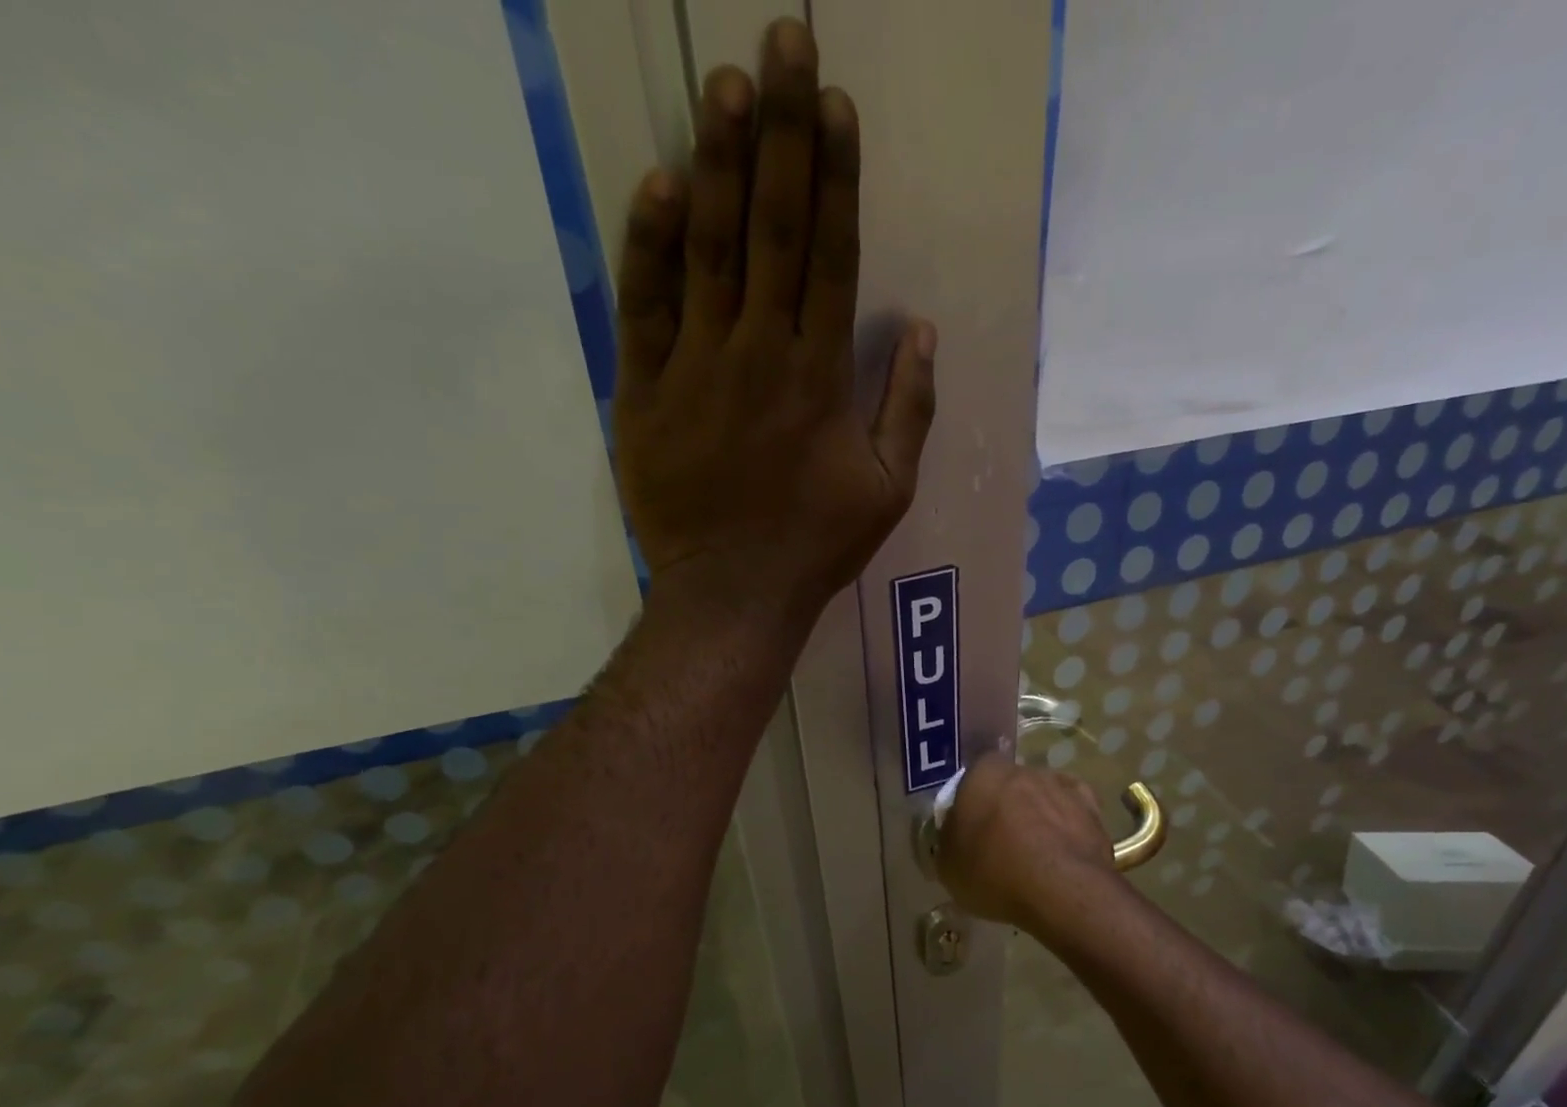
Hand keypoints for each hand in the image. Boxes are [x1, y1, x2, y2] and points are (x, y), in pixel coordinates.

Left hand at [612, 18, 936, 623]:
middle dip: (780, 131)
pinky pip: (645, 307)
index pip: (831, 253)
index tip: (832, 101)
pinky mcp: (645, 391)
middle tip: (781, 39)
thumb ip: (910, 409)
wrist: (734, 591)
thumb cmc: (817, 544)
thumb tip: (922, 330)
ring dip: (716, 161)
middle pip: (771, 227)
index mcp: (821, 376)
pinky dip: (649, 245)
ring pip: (708, 249)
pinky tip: (659, 184)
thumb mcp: (890, 490)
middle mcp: (762, 353)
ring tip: (725, 82)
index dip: (834, 174)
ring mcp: (697, 368)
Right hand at [935, 753, 1121, 928]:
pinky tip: (1062, 852)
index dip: (971, 801)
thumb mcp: (948, 866)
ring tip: (1035, 855)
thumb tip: (954, 836)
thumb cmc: (993, 871)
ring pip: (1043, 797)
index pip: (972, 776)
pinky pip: (1074, 813)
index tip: (970, 828)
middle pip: (1010, 785)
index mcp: (983, 774)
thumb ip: (948, 841)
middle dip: (1006, 807)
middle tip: (1000, 843)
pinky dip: (1067, 827)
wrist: (1061, 888)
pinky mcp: (1093, 809)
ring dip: (1039, 817)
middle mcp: (1024, 770)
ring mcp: (1062, 786)